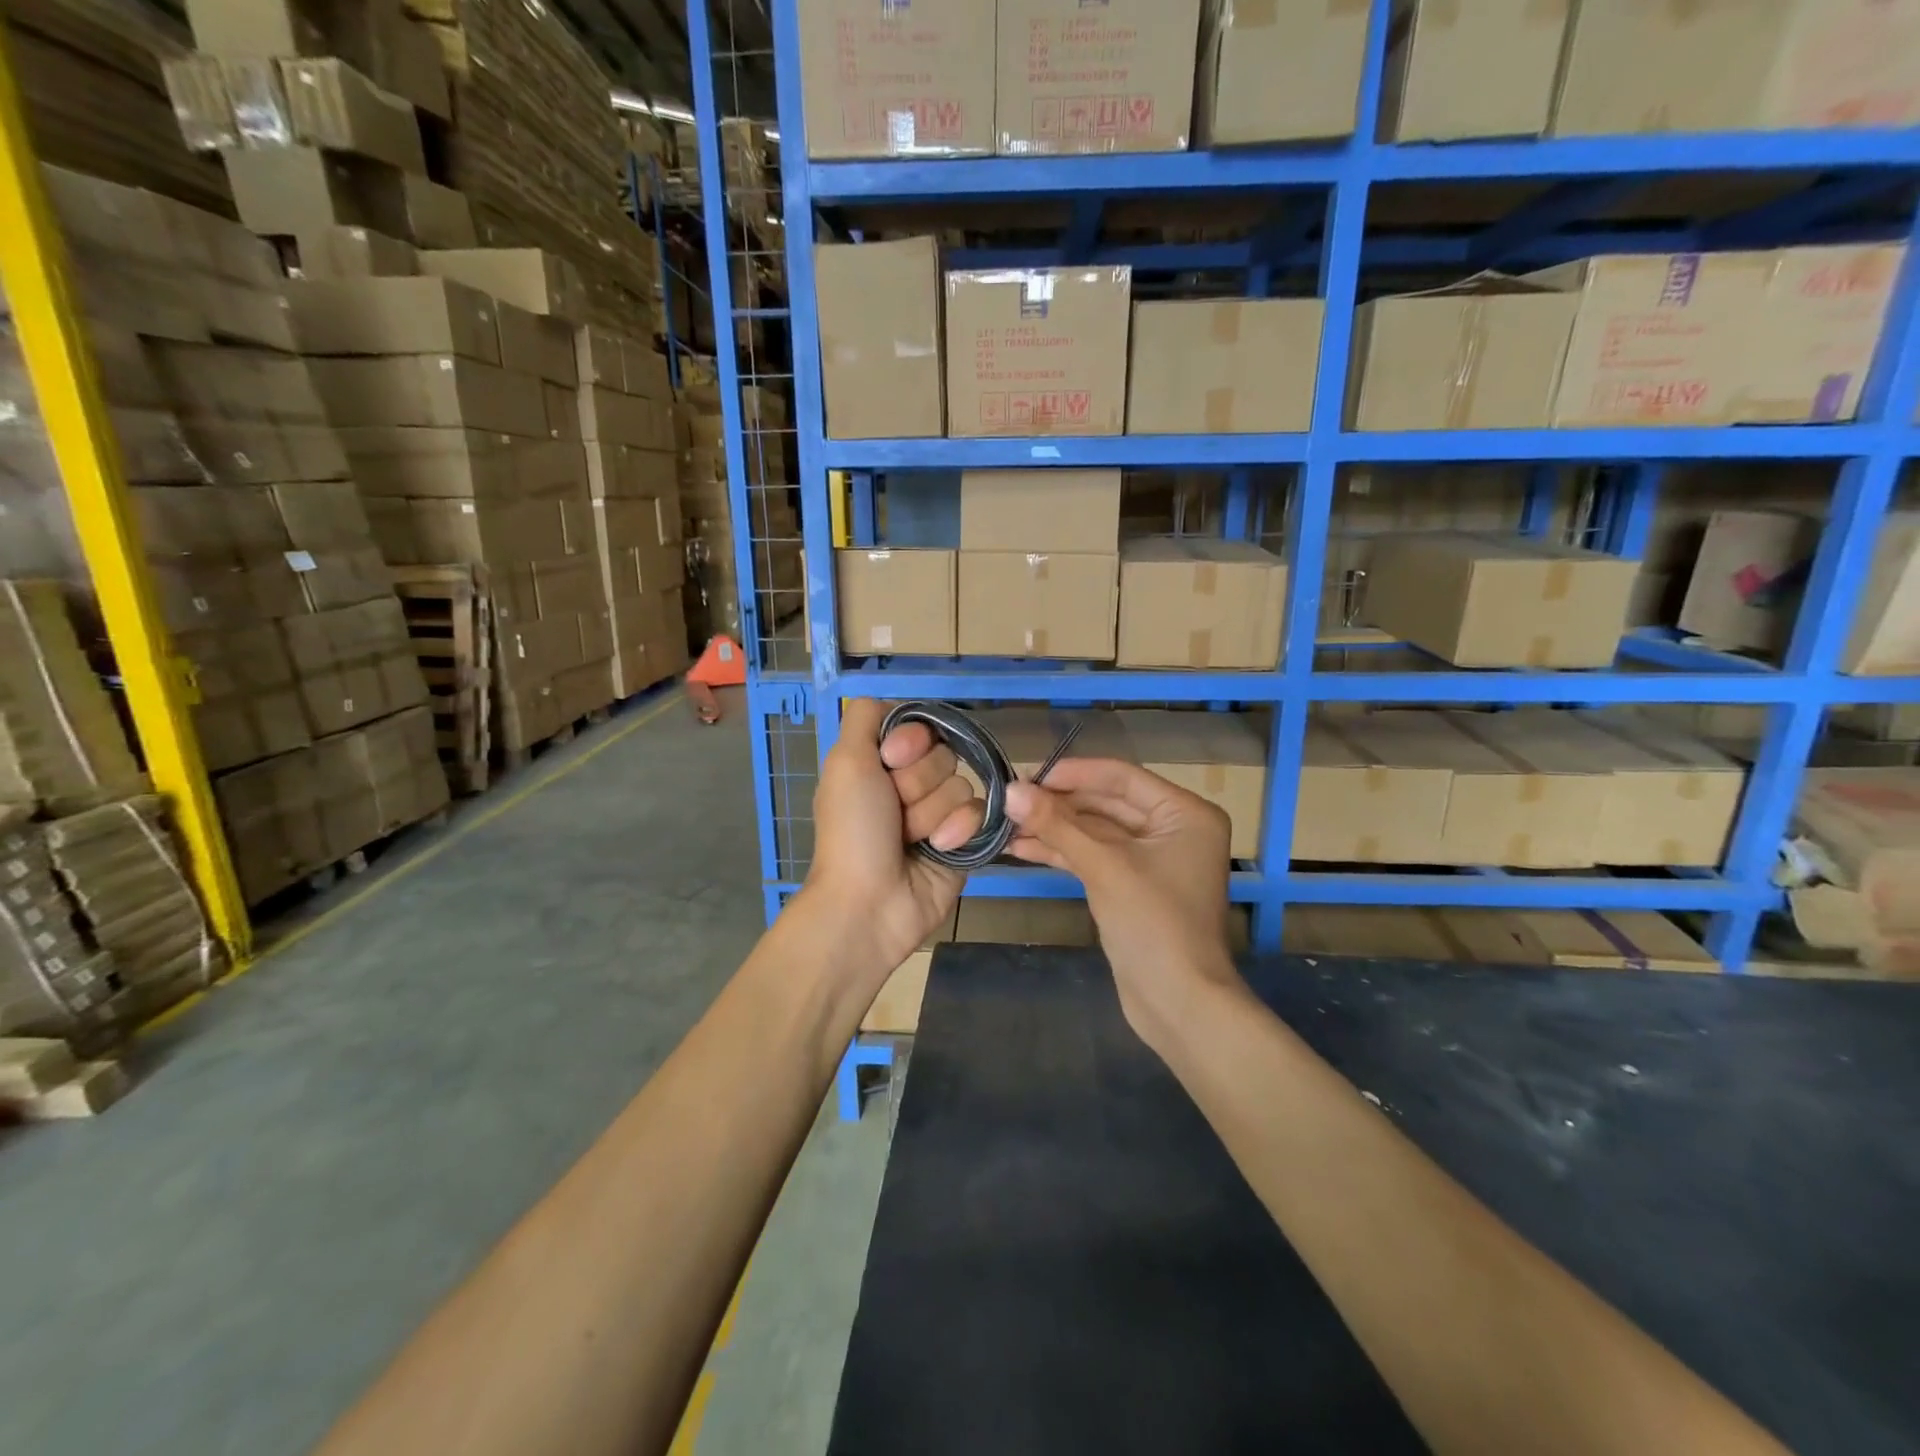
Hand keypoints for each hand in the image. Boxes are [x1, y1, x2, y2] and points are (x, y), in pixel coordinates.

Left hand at [804, 699, 983, 976]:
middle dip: (917, 783)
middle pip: (943, 754)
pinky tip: (938, 849)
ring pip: (962, 784)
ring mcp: (938, 812)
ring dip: (932, 813)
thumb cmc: (852, 831)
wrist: (870, 902)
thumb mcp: (845, 762)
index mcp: (880, 763)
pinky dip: (957, 831)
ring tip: (910, 839)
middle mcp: (910, 783)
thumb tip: (892, 706)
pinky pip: (980, 813)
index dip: (910, 741)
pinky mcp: (965, 839)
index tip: (890, 761)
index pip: (919, 727)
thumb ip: (864, 717)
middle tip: (893, 811)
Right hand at [1006, 759, 1241, 1046]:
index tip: (1027, 774)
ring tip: (1006, 824)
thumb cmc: (1154, 925)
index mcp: (1184, 813)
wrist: (1178, 1004)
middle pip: (1106, 803)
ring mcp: (1151, 859)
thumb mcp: (1104, 867)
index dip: (1073, 773)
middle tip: (1010, 799)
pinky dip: (1062, 852)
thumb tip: (1010, 790)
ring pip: (1095, 832)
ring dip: (1054, 828)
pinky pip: (1094, 857)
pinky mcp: (1132, 886)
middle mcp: (1172, 829)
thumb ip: (1057, 825)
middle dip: (1058, 803)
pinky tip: (1022, 847)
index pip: (1121, 778)